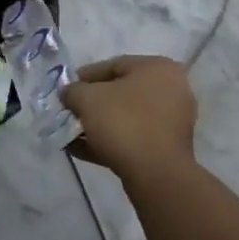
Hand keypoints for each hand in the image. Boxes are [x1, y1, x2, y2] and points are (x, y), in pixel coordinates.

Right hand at [60, 56, 196, 187]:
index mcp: (158, 68)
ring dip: (97, 125)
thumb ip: (73, 91)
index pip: (114, 65)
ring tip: (71, 134)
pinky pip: (133, 137)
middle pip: (121, 92)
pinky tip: (81, 150)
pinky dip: (109, 141)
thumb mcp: (87, 99)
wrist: (156, 174)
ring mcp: (172, 121)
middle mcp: (171, 90)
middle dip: (91, 104)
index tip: (66, 90)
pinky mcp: (167, 148)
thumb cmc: (124, 123)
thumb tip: (69, 93)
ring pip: (126, 117)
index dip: (84, 77)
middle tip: (70, 112)